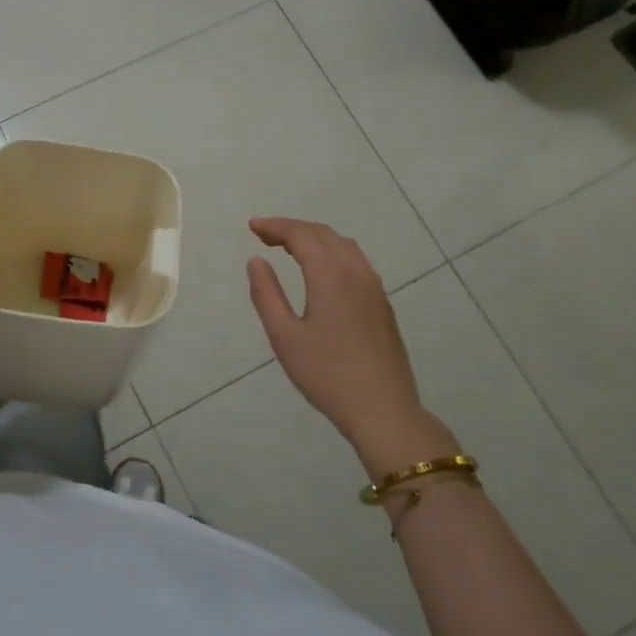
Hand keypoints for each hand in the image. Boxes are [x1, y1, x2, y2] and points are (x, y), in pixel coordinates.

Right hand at [246, 218, 457, 472]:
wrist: (383, 409)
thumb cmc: (327, 375)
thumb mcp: (284, 336)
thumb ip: (267, 294)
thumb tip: (256, 261)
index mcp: (331, 275)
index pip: (301, 235)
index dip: (275, 226)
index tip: (252, 226)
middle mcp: (356, 272)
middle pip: (323, 234)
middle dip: (292, 229)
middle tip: (264, 235)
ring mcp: (374, 287)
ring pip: (343, 246)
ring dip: (314, 238)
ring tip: (289, 248)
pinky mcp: (382, 303)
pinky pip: (355, 261)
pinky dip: (332, 252)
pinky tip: (320, 271)